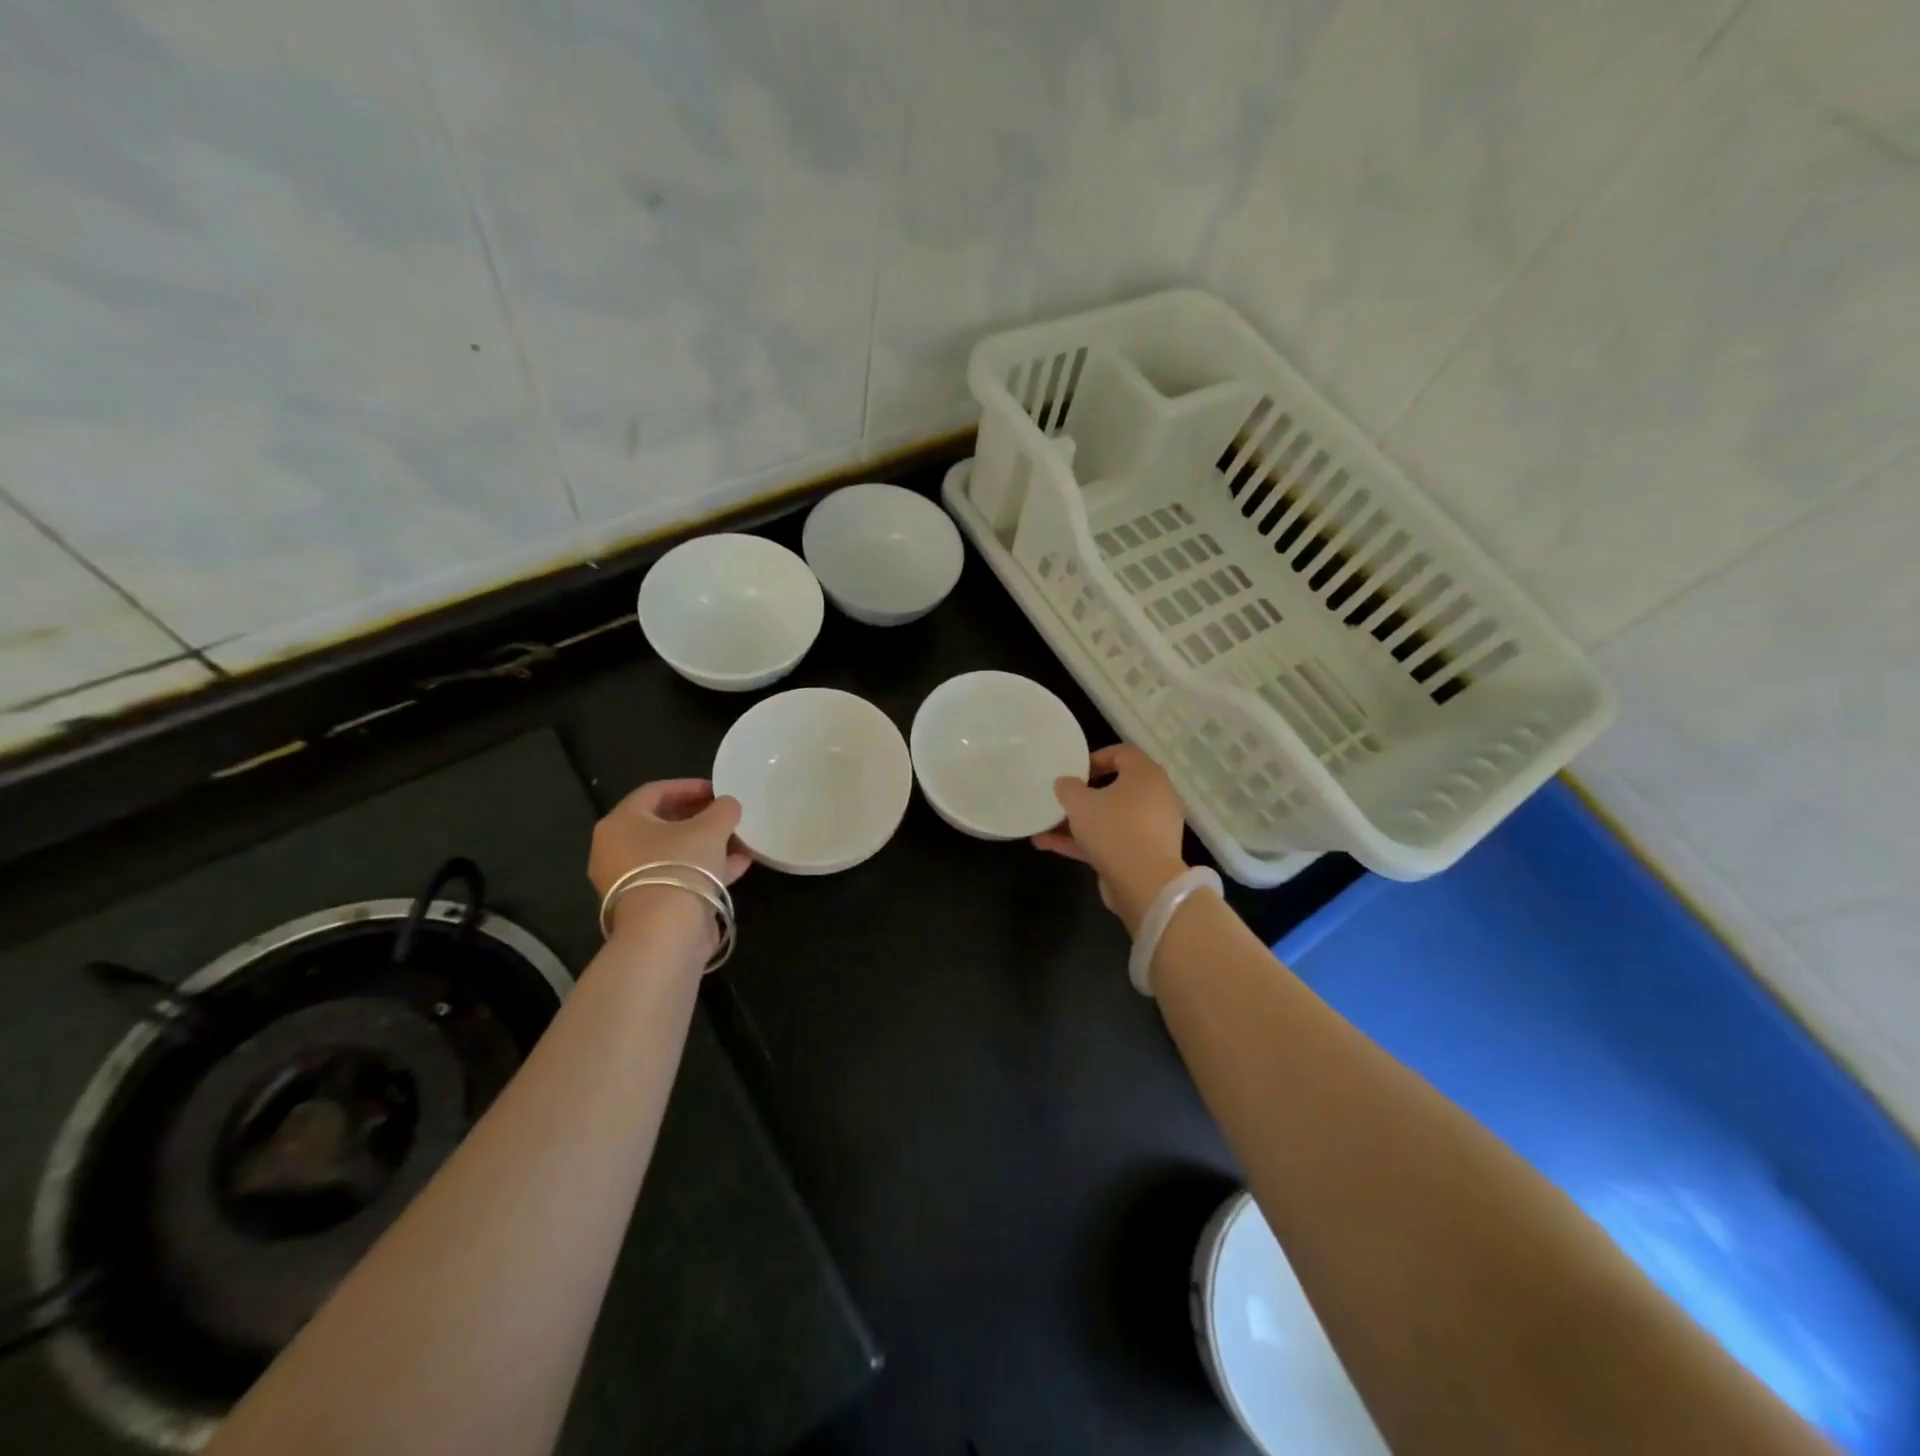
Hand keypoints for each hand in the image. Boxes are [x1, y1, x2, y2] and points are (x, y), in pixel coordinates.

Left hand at [589, 779, 750, 940]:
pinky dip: (704, 868)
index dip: (689, 786)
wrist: (665, 932)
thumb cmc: (680, 865)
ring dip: (706, 844)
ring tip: (739, 839)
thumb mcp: (711, 827)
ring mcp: (630, 881)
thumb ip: (722, 809)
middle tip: (726, 814)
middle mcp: (616, 850)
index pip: (655, 792)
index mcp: (621, 822)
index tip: (718, 789)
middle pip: (662, 824)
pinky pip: (677, 877)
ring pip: (672, 853)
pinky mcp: (648, 906)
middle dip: (699, 817)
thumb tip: (727, 805)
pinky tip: (738, 864)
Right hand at [1033, 743, 1188, 935]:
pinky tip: (1049, 845)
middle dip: (1083, 795)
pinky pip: (1111, 840)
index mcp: (1146, 775)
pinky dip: (1085, 841)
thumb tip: (1065, 783)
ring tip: (1044, 827)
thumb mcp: (1080, 803)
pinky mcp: (1143, 854)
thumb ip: (1068, 787)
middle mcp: (1154, 797)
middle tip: (1061, 799)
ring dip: (1078, 822)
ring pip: (1110, 817)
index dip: (1095, 758)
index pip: (1122, 753)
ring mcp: (1150, 828)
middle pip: (1115, 788)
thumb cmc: (1114, 829)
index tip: (1073, 771)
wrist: (1145, 884)